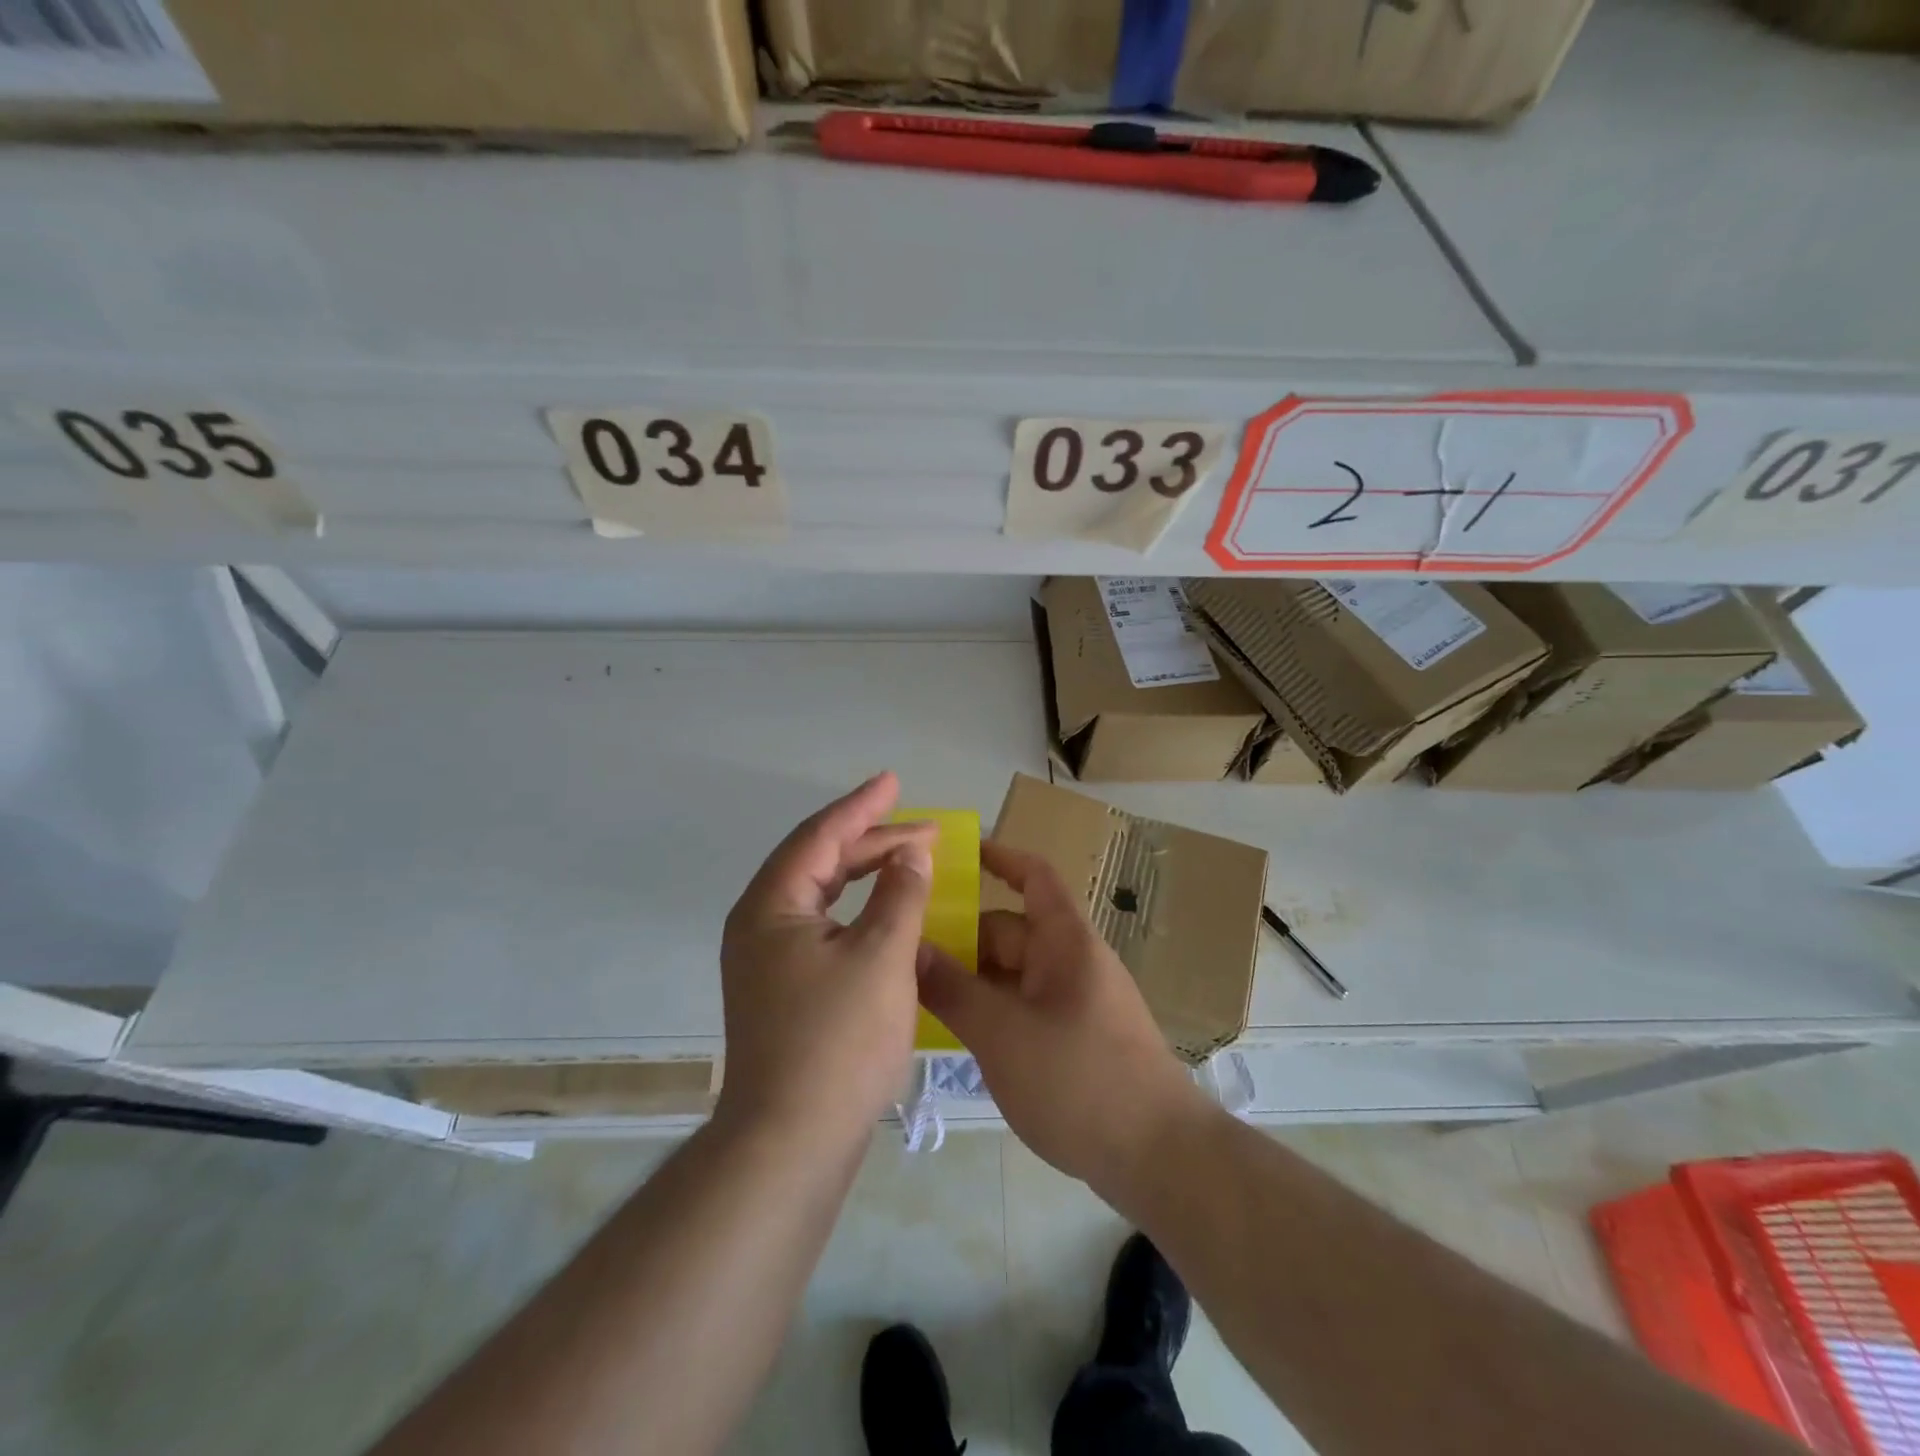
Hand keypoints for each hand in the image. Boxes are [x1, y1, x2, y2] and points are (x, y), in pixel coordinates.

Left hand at [716, 772, 935, 1144]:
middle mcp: (760, 925)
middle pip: (820, 863)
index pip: (820, 836)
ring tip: (911, 860)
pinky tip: (888, 916)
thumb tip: (910, 853)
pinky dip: (859, 912)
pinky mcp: (783, 990)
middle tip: (923, 829)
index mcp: (772, 906)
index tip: (893, 781)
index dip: (861, 806)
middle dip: (872, 841)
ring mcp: (768, 961)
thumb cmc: (838, 1041)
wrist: (791, 1143)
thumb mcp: (882, 956)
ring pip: (823, 897)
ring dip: (866, 875)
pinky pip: (824, 928)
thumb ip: (901, 894)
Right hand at [916, 841, 1211, 1195]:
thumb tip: (909, 948)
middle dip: (961, 937)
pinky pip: (1023, 1007)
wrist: (1157, 1157)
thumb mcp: (1002, 1033)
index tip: (953, 856)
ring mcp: (1074, 1002)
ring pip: (1012, 974)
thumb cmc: (1079, 1079)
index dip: (998, 858)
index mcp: (1065, 941)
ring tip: (915, 994)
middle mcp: (1071, 962)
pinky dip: (990, 1010)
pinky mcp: (1074, 1040)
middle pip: (1009, 931)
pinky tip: (955, 1034)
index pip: (1033, 876)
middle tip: (903, 952)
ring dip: (971, 979)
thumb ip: (952, 989)